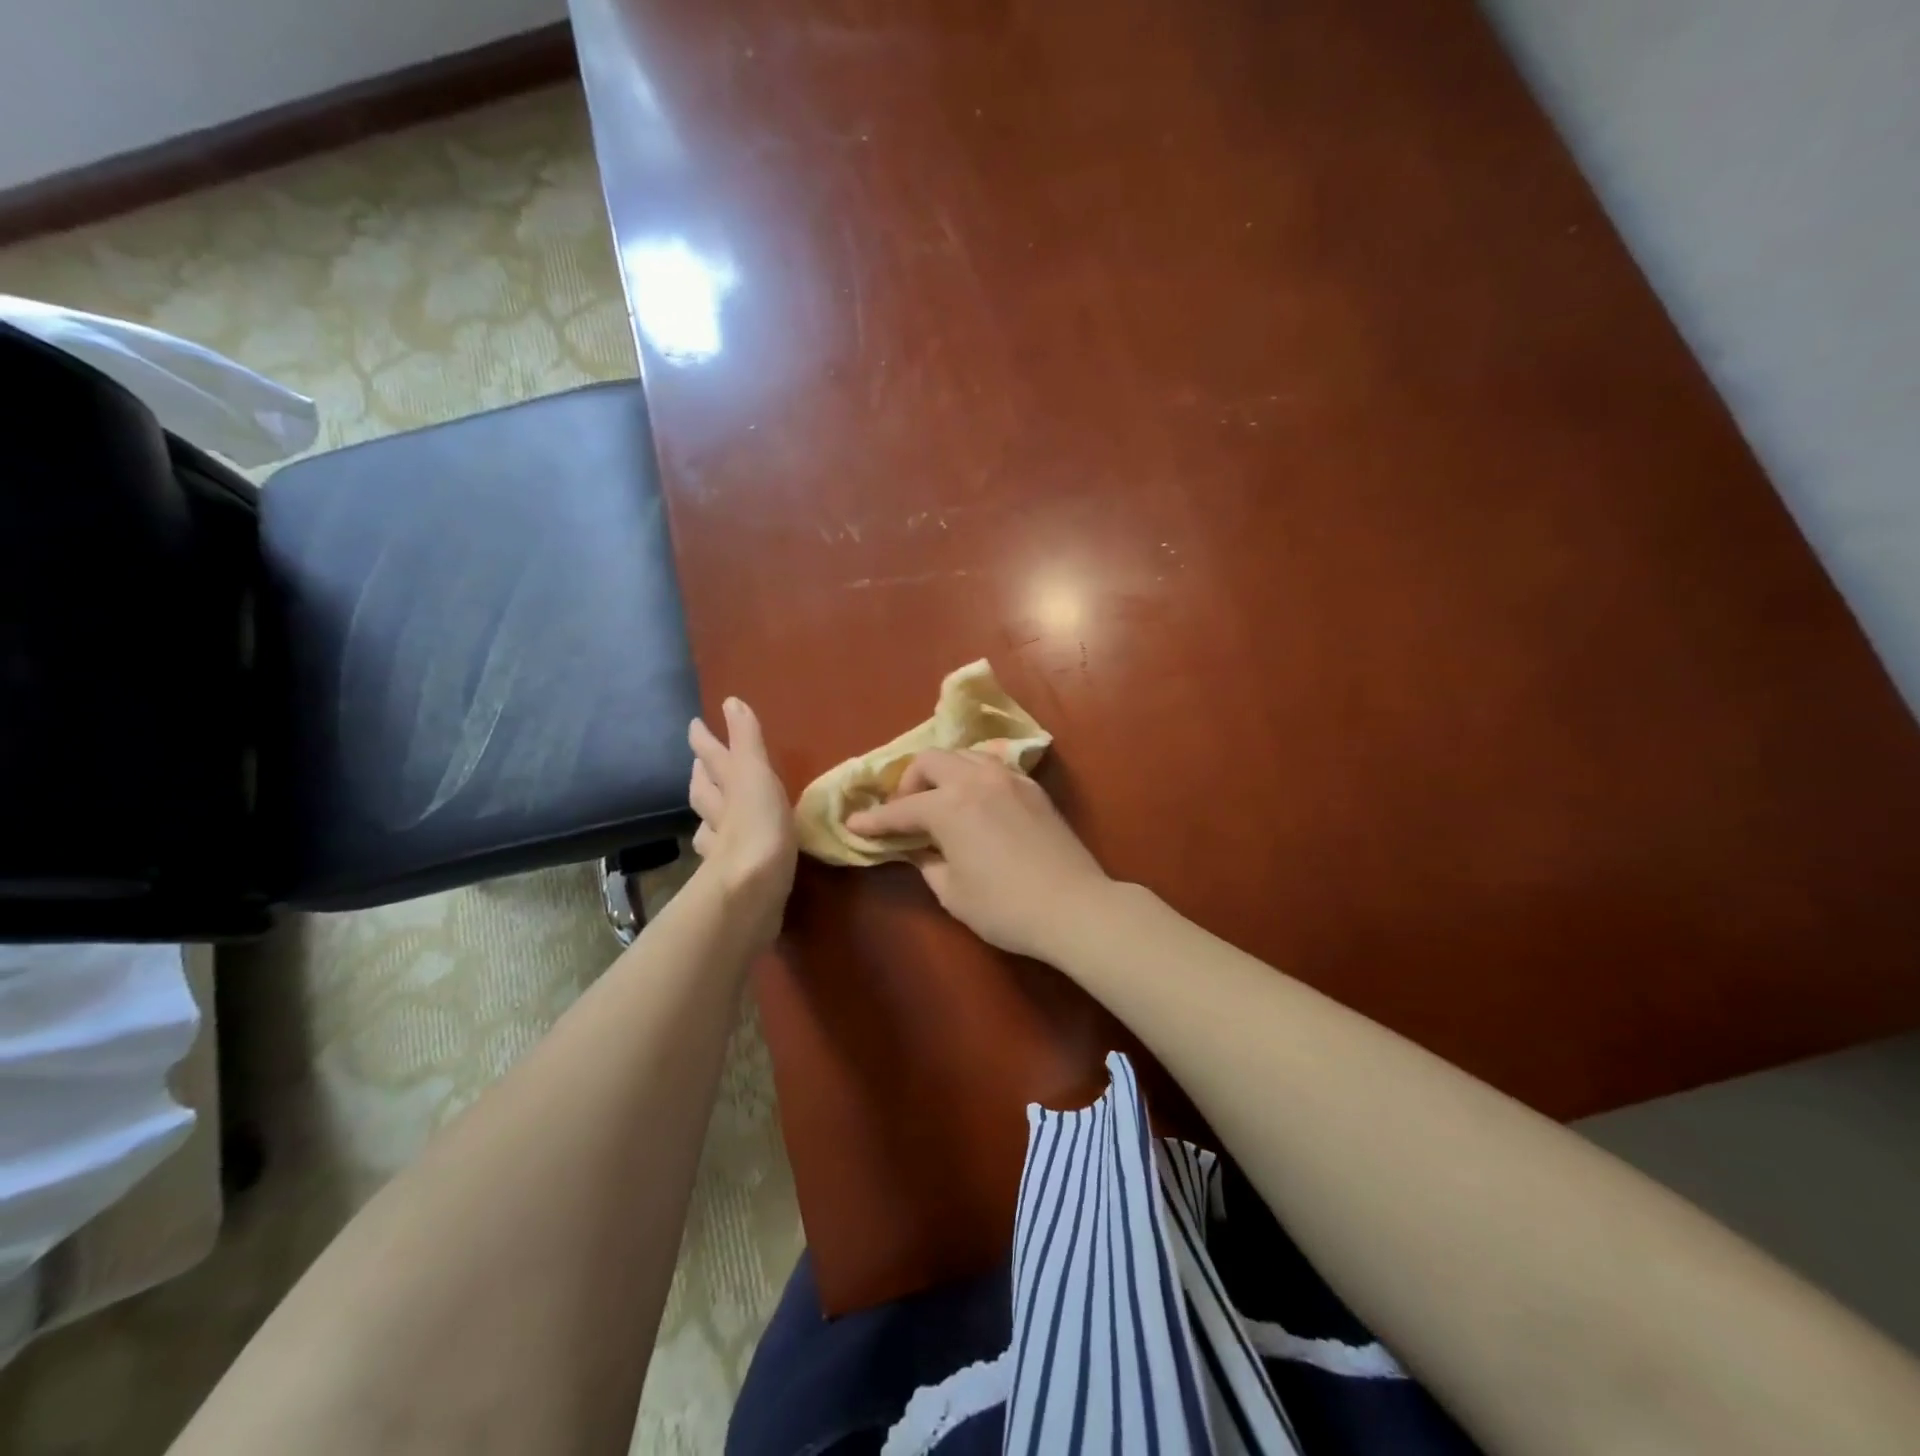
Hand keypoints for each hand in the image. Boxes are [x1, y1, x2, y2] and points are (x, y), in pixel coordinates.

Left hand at [688, 699, 796, 944]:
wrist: (751, 887)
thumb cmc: (759, 823)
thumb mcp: (756, 773)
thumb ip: (746, 740)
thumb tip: (731, 700)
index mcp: (729, 786)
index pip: (713, 757)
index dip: (705, 740)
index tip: (695, 724)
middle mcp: (721, 813)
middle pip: (705, 791)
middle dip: (703, 776)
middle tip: (700, 765)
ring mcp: (724, 846)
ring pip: (710, 824)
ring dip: (710, 815)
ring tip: (712, 810)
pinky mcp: (734, 875)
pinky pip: (723, 855)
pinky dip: (722, 848)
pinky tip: (726, 852)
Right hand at [843, 750, 1112, 960]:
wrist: (1074, 906)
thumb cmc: (1006, 907)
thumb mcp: (953, 893)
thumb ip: (928, 863)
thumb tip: (918, 849)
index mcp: (950, 806)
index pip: (901, 810)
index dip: (874, 820)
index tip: (854, 824)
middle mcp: (977, 780)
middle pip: (931, 760)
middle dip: (909, 783)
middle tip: (905, 813)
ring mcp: (1009, 778)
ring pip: (965, 755)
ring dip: (943, 772)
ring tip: (939, 801)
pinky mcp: (1033, 788)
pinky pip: (993, 766)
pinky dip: (973, 775)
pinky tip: (975, 801)